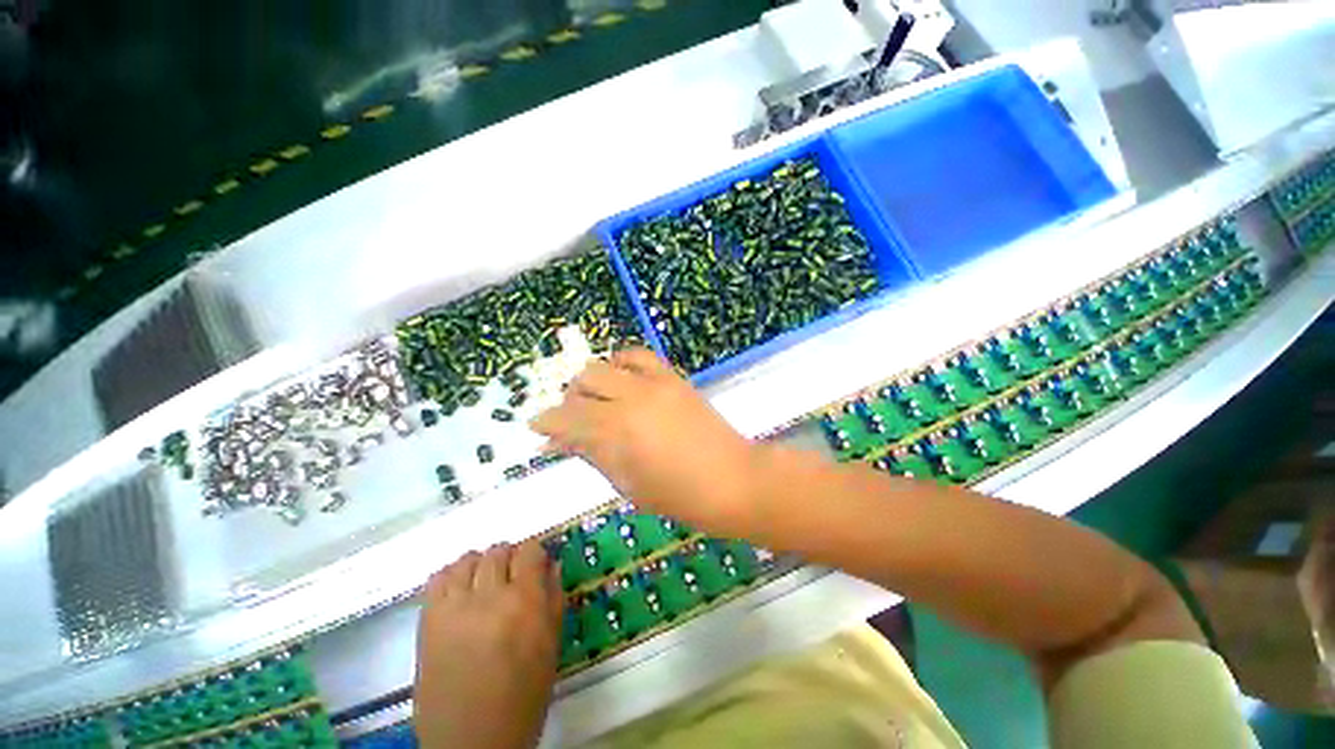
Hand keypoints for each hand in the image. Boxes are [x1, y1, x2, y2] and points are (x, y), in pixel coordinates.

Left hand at [414, 541, 563, 748]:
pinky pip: (438, 578)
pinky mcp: (429, 621)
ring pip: (468, 559)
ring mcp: (455, 608)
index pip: (530, 550)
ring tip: (484, 582)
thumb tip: (552, 564)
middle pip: (498, 551)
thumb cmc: (523, 696)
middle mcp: (490, 597)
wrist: (472, 740)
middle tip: (511, 575)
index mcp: (525, 602)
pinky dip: (451, 575)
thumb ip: (554, 598)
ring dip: (480, 564)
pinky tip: (460, 589)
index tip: (535, 562)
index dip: (534, 552)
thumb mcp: (551, 646)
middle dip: (509, 556)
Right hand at [530, 348, 760, 535]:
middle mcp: (631, 398)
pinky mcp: (673, 376)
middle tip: (574, 419)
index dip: (546, 422)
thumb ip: (592, 455)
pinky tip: (622, 378)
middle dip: (570, 399)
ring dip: (593, 380)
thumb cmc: (679, 496)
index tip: (537, 427)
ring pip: (606, 364)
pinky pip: (639, 355)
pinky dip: (622, 363)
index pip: (567, 418)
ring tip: (599, 398)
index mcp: (616, 431)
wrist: (732, 479)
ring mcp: (654, 383)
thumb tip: (558, 443)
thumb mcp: (627, 484)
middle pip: (583, 382)